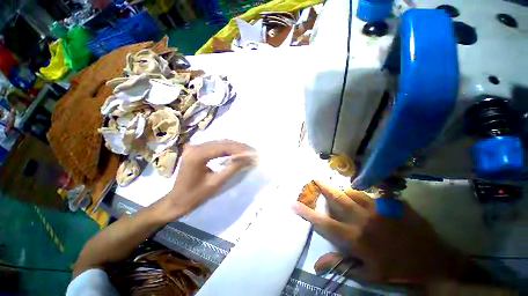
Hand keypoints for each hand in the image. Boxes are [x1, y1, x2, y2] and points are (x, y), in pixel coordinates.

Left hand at [158, 140, 254, 219]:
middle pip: (222, 143)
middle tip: (253, 152)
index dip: (240, 149)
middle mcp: (195, 147)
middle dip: (239, 147)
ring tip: (248, 152)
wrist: (176, 201)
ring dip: (235, 147)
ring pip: (220, 143)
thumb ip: (232, 168)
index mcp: (197, 155)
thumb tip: (248, 158)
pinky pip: (216, 146)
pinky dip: (228, 149)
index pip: (223, 147)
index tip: (253, 152)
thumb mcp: (216, 183)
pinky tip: (236, 152)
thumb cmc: (194, 196)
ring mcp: (195, 147)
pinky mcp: (197, 150)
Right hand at [292, 180, 466, 283]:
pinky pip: (371, 193)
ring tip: (336, 187)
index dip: (306, 212)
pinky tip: (361, 195)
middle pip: (337, 198)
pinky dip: (362, 193)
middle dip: (323, 186)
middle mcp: (363, 219)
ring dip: (341, 189)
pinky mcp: (392, 203)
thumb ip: (340, 264)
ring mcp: (379, 208)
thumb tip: (316, 265)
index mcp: (355, 237)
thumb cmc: (398, 271)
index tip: (292, 203)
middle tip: (314, 177)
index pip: (323, 223)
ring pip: (352, 192)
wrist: (435, 262)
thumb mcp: (367, 274)